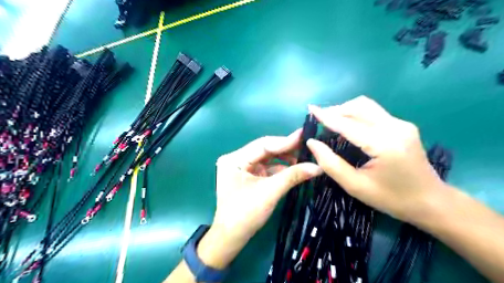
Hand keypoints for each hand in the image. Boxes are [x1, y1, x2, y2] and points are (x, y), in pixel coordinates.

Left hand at [198, 130, 322, 268]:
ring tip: (304, 159)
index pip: (263, 145)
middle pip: (266, 150)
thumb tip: (318, 166)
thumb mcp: (270, 192)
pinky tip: (295, 169)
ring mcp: (243, 168)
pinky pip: (267, 168)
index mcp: (235, 159)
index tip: (305, 134)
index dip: (285, 141)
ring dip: (285, 160)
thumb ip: (293, 176)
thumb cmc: (246, 214)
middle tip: (308, 146)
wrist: (232, 237)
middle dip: (286, 150)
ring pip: (268, 159)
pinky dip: (281, 169)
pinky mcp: (249, 176)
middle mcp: (237, 159)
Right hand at [305, 96, 445, 224]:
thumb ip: (331, 164)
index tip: (310, 109)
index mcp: (384, 144)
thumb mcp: (355, 186)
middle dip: (336, 110)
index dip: (326, 116)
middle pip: (359, 106)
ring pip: (367, 106)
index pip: (348, 124)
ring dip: (346, 110)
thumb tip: (312, 143)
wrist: (431, 202)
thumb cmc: (391, 198)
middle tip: (319, 120)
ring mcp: (401, 124)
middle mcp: (395, 127)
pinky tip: (348, 126)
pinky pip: (374, 113)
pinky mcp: (403, 126)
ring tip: (331, 121)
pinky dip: (356, 115)